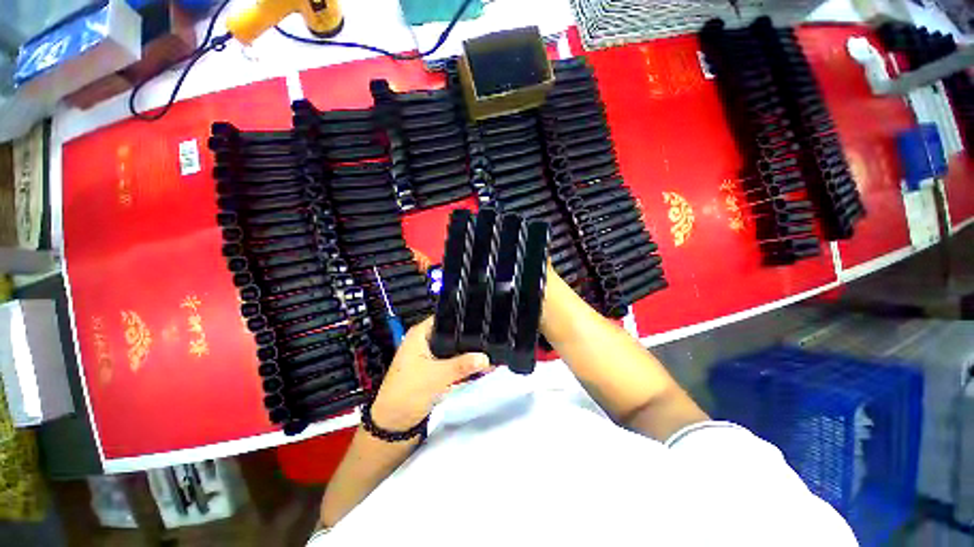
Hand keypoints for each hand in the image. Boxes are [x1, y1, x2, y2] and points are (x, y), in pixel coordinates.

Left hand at [370, 317, 491, 430]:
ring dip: (470, 353)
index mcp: (420, 334)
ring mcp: (431, 356)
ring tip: (493, 350)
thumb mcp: (437, 376)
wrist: (393, 425)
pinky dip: (466, 365)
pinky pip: (454, 363)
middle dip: (471, 337)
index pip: (445, 317)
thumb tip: (487, 357)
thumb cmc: (409, 392)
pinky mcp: (435, 370)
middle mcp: (426, 341)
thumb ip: (463, 365)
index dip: (463, 317)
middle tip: (492, 336)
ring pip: (455, 349)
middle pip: (452, 333)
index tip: (483, 319)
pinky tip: (484, 367)